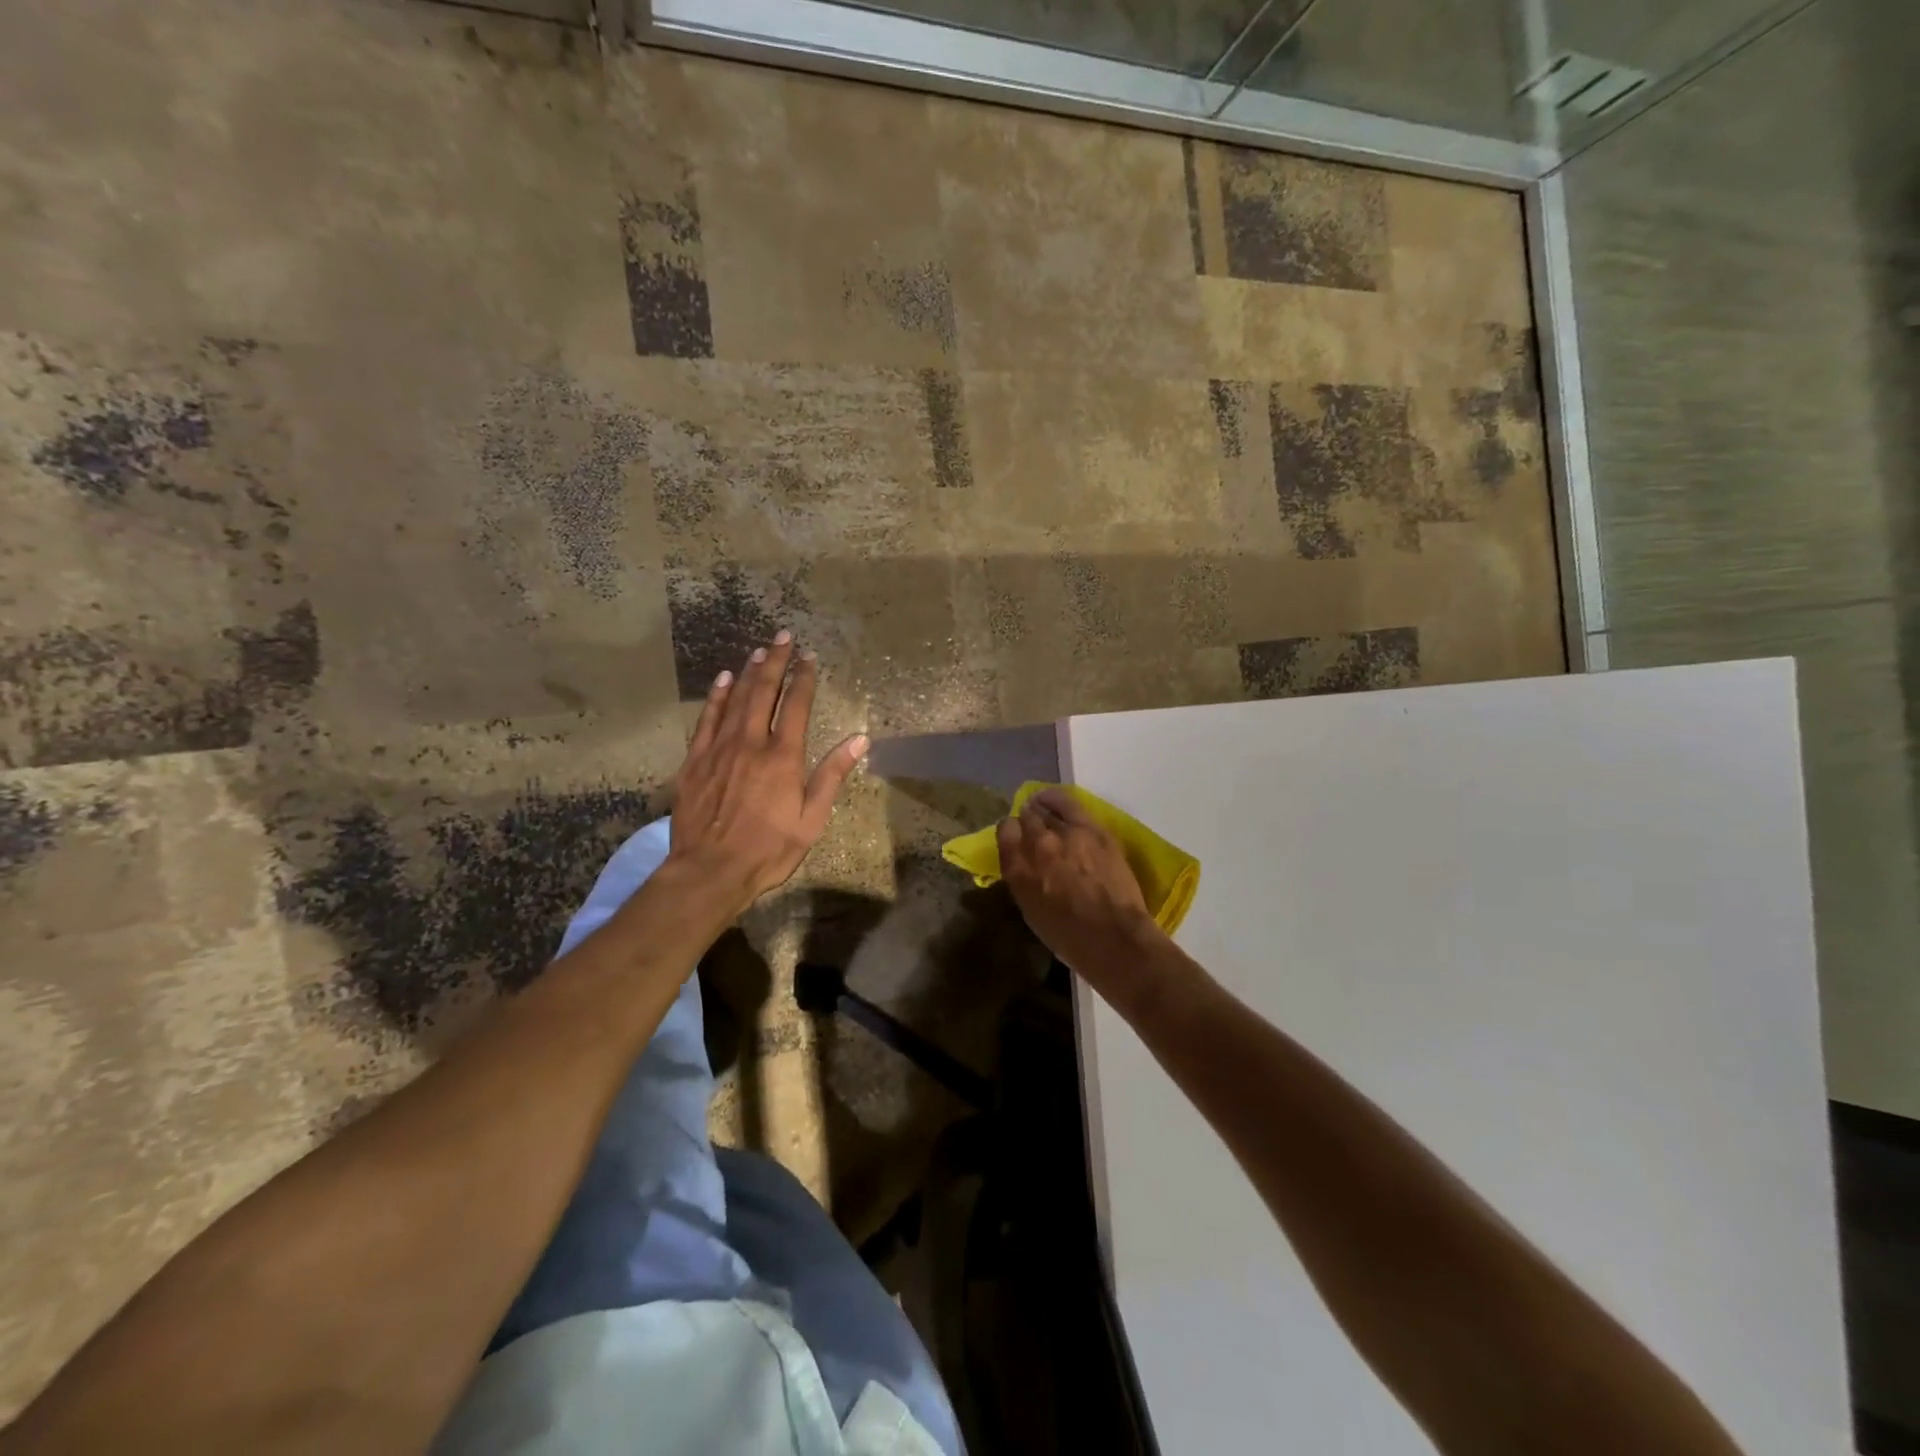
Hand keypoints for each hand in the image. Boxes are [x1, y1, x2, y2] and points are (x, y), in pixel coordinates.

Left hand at [671, 632, 867, 910]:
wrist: (710, 870)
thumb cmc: (769, 849)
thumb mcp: (811, 819)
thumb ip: (832, 775)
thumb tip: (859, 739)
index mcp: (782, 756)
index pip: (795, 705)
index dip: (804, 678)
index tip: (809, 657)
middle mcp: (751, 742)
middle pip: (763, 691)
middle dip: (775, 661)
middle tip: (783, 637)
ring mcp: (719, 749)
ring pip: (735, 699)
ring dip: (748, 672)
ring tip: (759, 651)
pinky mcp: (695, 760)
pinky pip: (707, 719)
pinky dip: (716, 696)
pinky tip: (723, 680)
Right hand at [996, 789, 1160, 973]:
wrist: (1114, 937)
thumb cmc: (1070, 937)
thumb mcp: (1032, 911)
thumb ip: (1024, 881)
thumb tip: (1026, 865)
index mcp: (1018, 871)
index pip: (1005, 832)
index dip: (1010, 832)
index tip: (1015, 837)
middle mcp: (1037, 846)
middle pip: (1025, 818)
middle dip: (1027, 820)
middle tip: (1033, 827)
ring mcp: (1065, 834)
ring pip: (1045, 807)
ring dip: (1041, 807)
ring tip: (1042, 806)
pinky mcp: (1092, 829)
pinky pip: (1068, 804)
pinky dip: (1057, 800)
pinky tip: (1055, 800)